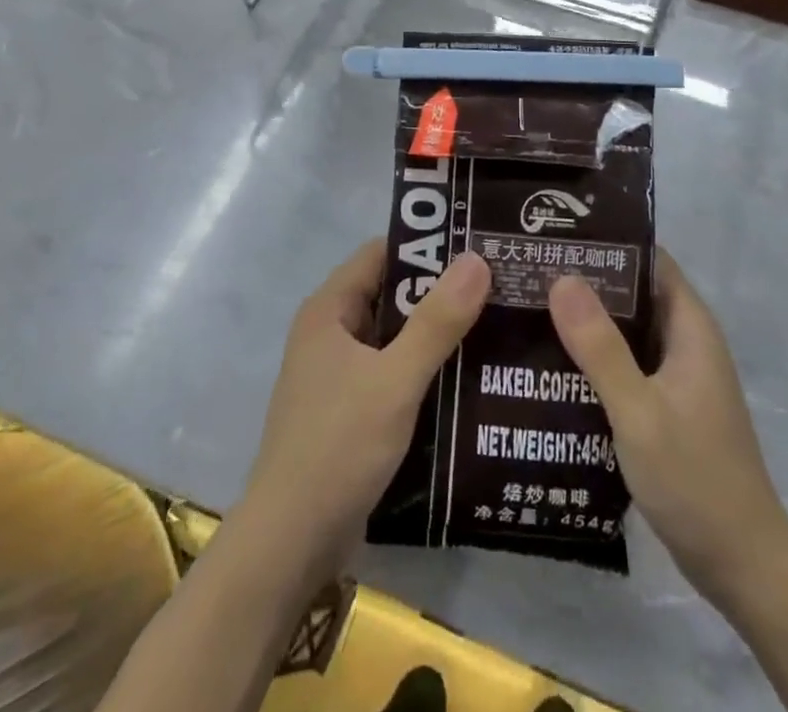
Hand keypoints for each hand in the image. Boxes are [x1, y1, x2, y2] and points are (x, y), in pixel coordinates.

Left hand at [242, 238, 489, 578]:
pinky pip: (392, 372)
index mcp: (329, 310)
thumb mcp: (394, 380)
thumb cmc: (338, 446)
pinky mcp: (350, 410)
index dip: (426, 245)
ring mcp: (338, 374)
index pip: (381, 254)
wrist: (290, 542)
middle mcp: (331, 332)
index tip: (475, 245)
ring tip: (494, 325)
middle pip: (390, 294)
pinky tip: (468, 378)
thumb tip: (476, 259)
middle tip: (497, 285)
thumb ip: (437, 321)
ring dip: (435, 333)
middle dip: (438, 291)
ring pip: (394, 337)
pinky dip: (424, 370)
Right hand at [549, 249, 787, 613]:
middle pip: (635, 293)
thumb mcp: (639, 411)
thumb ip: (601, 347)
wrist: (742, 567)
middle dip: (588, 280)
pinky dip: (596, 356)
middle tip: (531, 269)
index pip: (650, 261)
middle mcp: (686, 342)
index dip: (609, 243)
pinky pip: (627, 364)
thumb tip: (562, 277)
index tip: (558, 235)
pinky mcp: (666, 406)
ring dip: (588, 320)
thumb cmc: (695, 480)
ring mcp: (678, 377)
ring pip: (628, 331)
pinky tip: (553, 362)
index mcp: (691, 328)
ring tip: (530, 307)